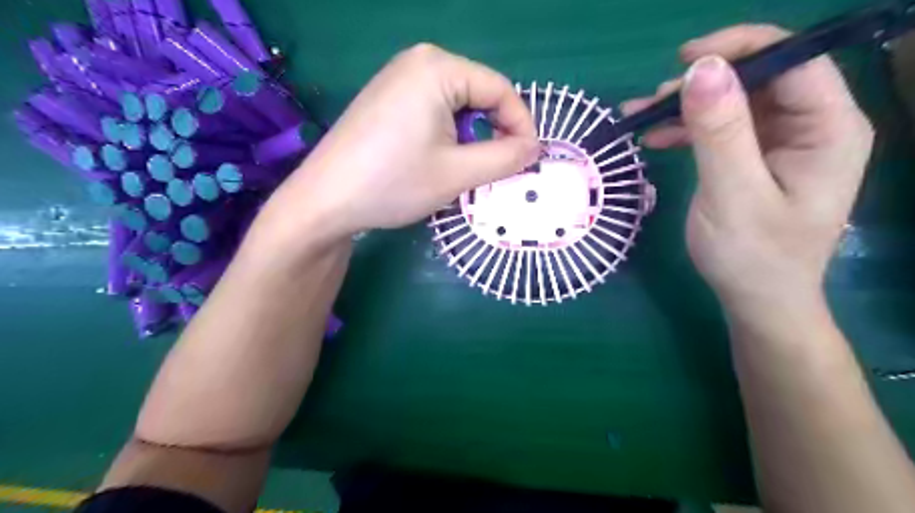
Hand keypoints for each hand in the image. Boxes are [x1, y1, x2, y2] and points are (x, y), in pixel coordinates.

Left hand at [262, 42, 536, 244]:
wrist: (325, 201)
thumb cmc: (393, 183)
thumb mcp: (458, 173)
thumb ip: (505, 158)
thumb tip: (533, 148)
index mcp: (438, 68)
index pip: (500, 89)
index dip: (522, 125)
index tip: (529, 160)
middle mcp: (418, 62)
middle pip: (478, 95)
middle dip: (495, 133)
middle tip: (500, 170)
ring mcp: (398, 79)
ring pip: (457, 106)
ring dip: (472, 139)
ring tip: (468, 172)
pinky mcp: (386, 100)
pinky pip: (434, 111)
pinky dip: (448, 137)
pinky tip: (439, 162)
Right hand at [622, 24, 871, 307]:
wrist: (756, 299)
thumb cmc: (752, 255)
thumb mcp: (732, 193)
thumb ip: (720, 131)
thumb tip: (701, 69)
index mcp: (828, 128)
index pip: (792, 61)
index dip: (739, 50)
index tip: (683, 62)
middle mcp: (811, 126)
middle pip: (759, 79)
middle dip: (704, 84)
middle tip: (654, 101)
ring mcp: (782, 143)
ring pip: (734, 103)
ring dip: (687, 107)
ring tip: (642, 119)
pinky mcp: (755, 159)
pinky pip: (722, 130)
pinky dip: (687, 130)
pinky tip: (655, 139)